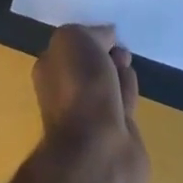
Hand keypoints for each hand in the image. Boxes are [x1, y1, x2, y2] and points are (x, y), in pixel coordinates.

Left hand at [32, 24, 149, 182]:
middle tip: (120, 52)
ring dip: (120, 72)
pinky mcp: (117, 135)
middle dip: (107, 55)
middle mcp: (67, 94)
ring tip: (126, 66)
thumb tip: (107, 37)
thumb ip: (89, 32)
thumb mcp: (73, 39)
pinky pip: (125, 105)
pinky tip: (132, 89)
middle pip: (91, 66)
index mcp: (50, 71)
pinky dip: (130, 94)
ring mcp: (92, 117)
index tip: (108, 35)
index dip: (91, 38)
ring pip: (109, 85)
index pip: (70, 48)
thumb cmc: (80, 88)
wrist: (98, 149)